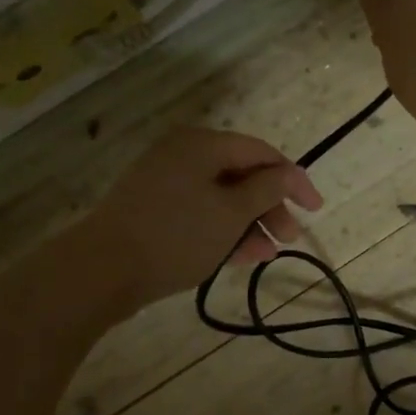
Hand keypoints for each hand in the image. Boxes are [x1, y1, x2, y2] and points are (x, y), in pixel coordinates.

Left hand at [75, 127, 322, 312]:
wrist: (101, 270)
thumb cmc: (175, 235)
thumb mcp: (231, 213)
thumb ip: (267, 190)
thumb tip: (289, 173)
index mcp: (202, 144)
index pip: (262, 152)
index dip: (293, 179)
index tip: (314, 208)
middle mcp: (183, 154)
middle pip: (241, 174)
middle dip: (270, 206)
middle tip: (290, 237)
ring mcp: (164, 182)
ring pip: (221, 197)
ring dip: (249, 223)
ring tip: (267, 255)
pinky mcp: (153, 208)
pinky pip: (199, 211)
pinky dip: (222, 229)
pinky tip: (241, 257)